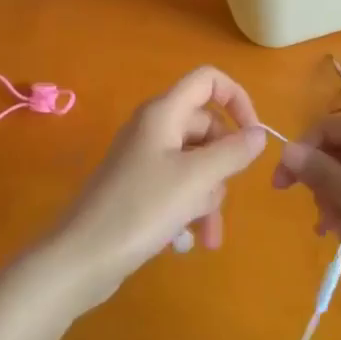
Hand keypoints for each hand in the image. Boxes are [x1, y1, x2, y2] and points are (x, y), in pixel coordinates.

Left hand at [46, 67, 267, 308]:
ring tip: (207, 232)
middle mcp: (154, 128)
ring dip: (209, 195)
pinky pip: (179, 187)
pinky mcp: (140, 189)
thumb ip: (233, 152)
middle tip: (224, 192)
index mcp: (164, 113)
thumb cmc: (141, 209)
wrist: (80, 258)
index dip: (237, 99)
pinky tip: (193, 240)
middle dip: (224, 163)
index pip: (208, 80)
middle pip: (207, 127)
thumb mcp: (196, 179)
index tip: (254, 135)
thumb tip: (260, 133)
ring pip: (197, 163)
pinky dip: (191, 208)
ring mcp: (145, 159)